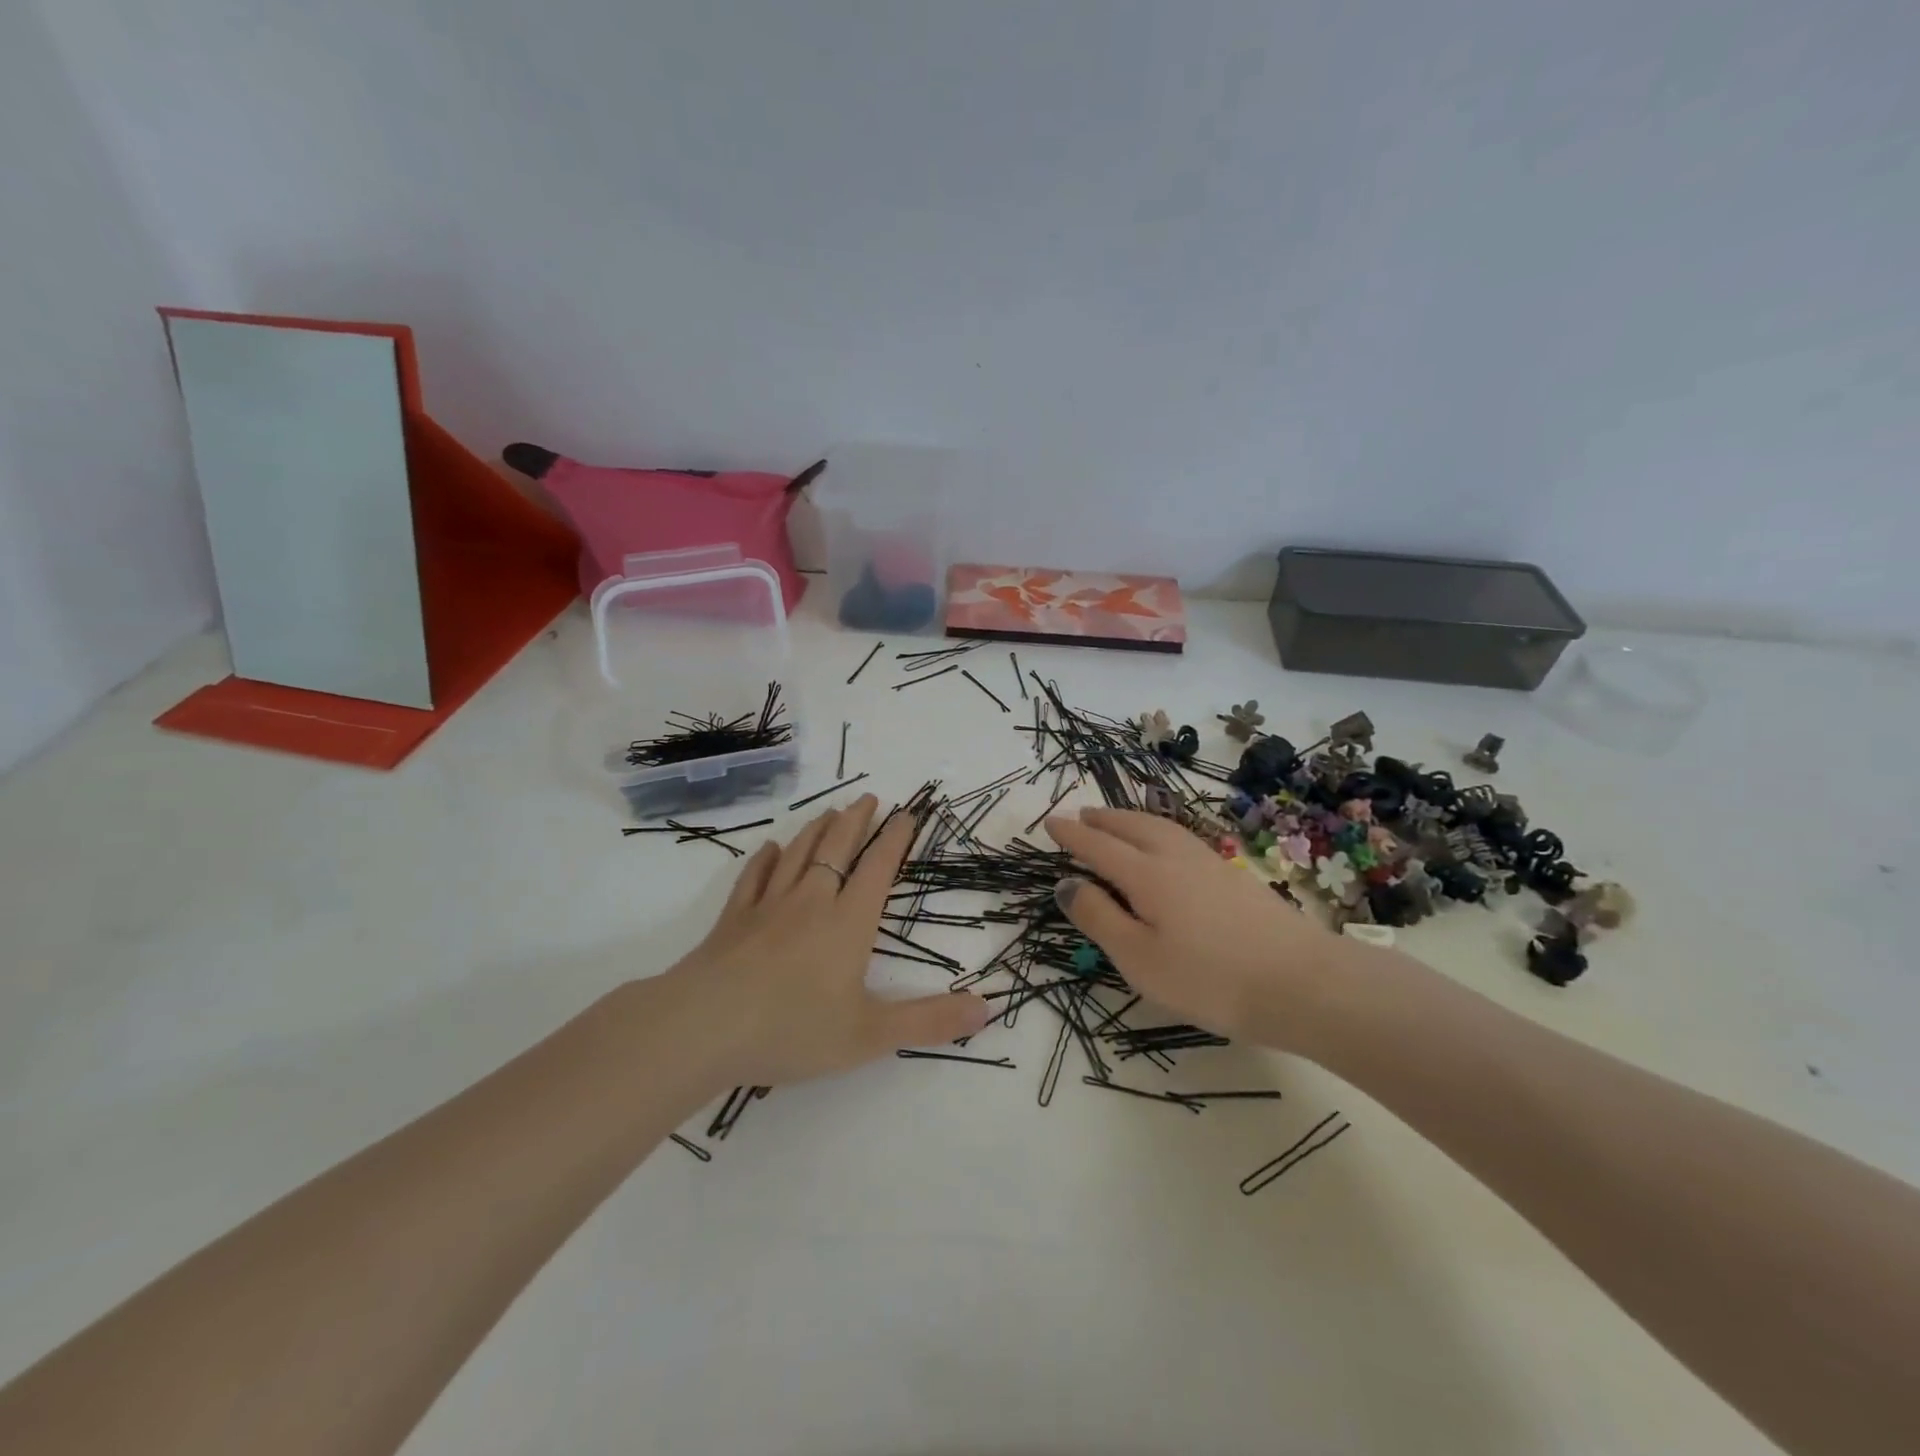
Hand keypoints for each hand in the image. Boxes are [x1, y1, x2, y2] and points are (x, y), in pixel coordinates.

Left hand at [659, 794, 992, 1086]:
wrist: (704, 1027)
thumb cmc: (793, 1029)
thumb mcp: (870, 1035)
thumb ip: (929, 1021)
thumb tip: (986, 1009)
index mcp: (848, 922)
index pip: (878, 868)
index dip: (895, 840)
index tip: (906, 815)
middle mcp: (811, 902)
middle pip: (837, 849)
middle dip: (856, 821)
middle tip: (869, 797)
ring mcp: (768, 907)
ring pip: (798, 855)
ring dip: (817, 830)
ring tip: (830, 812)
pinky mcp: (733, 920)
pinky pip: (754, 878)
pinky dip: (766, 860)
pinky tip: (770, 849)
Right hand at [1043, 807, 1364, 1052]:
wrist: (1302, 982)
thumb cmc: (1209, 978)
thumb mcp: (1138, 958)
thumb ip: (1098, 918)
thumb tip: (1066, 884)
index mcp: (1146, 875)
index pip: (1098, 846)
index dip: (1072, 834)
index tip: (1050, 823)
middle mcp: (1175, 857)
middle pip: (1131, 826)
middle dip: (1103, 819)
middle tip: (1082, 816)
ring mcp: (1209, 863)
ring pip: (1160, 827)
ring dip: (1131, 820)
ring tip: (1117, 823)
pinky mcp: (1233, 876)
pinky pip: (1181, 837)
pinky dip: (1158, 831)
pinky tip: (1167, 846)